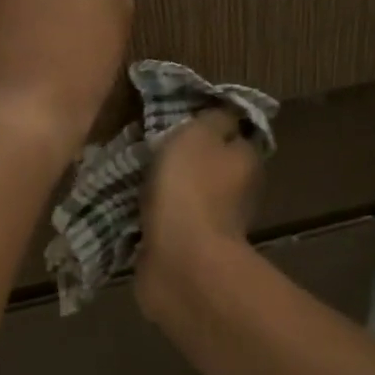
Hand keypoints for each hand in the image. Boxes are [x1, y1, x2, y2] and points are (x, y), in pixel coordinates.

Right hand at [136, 108, 264, 317]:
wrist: (180, 261)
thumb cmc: (191, 188)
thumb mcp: (200, 134)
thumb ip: (213, 118)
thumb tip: (226, 113)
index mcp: (247, 161)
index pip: (235, 134)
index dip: (212, 124)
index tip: (181, 117)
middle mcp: (238, 192)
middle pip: (210, 165)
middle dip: (184, 158)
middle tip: (149, 143)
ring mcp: (213, 224)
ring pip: (187, 195)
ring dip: (165, 189)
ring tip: (131, 172)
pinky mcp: (187, 249)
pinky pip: (168, 223)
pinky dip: (152, 216)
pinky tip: (127, 205)